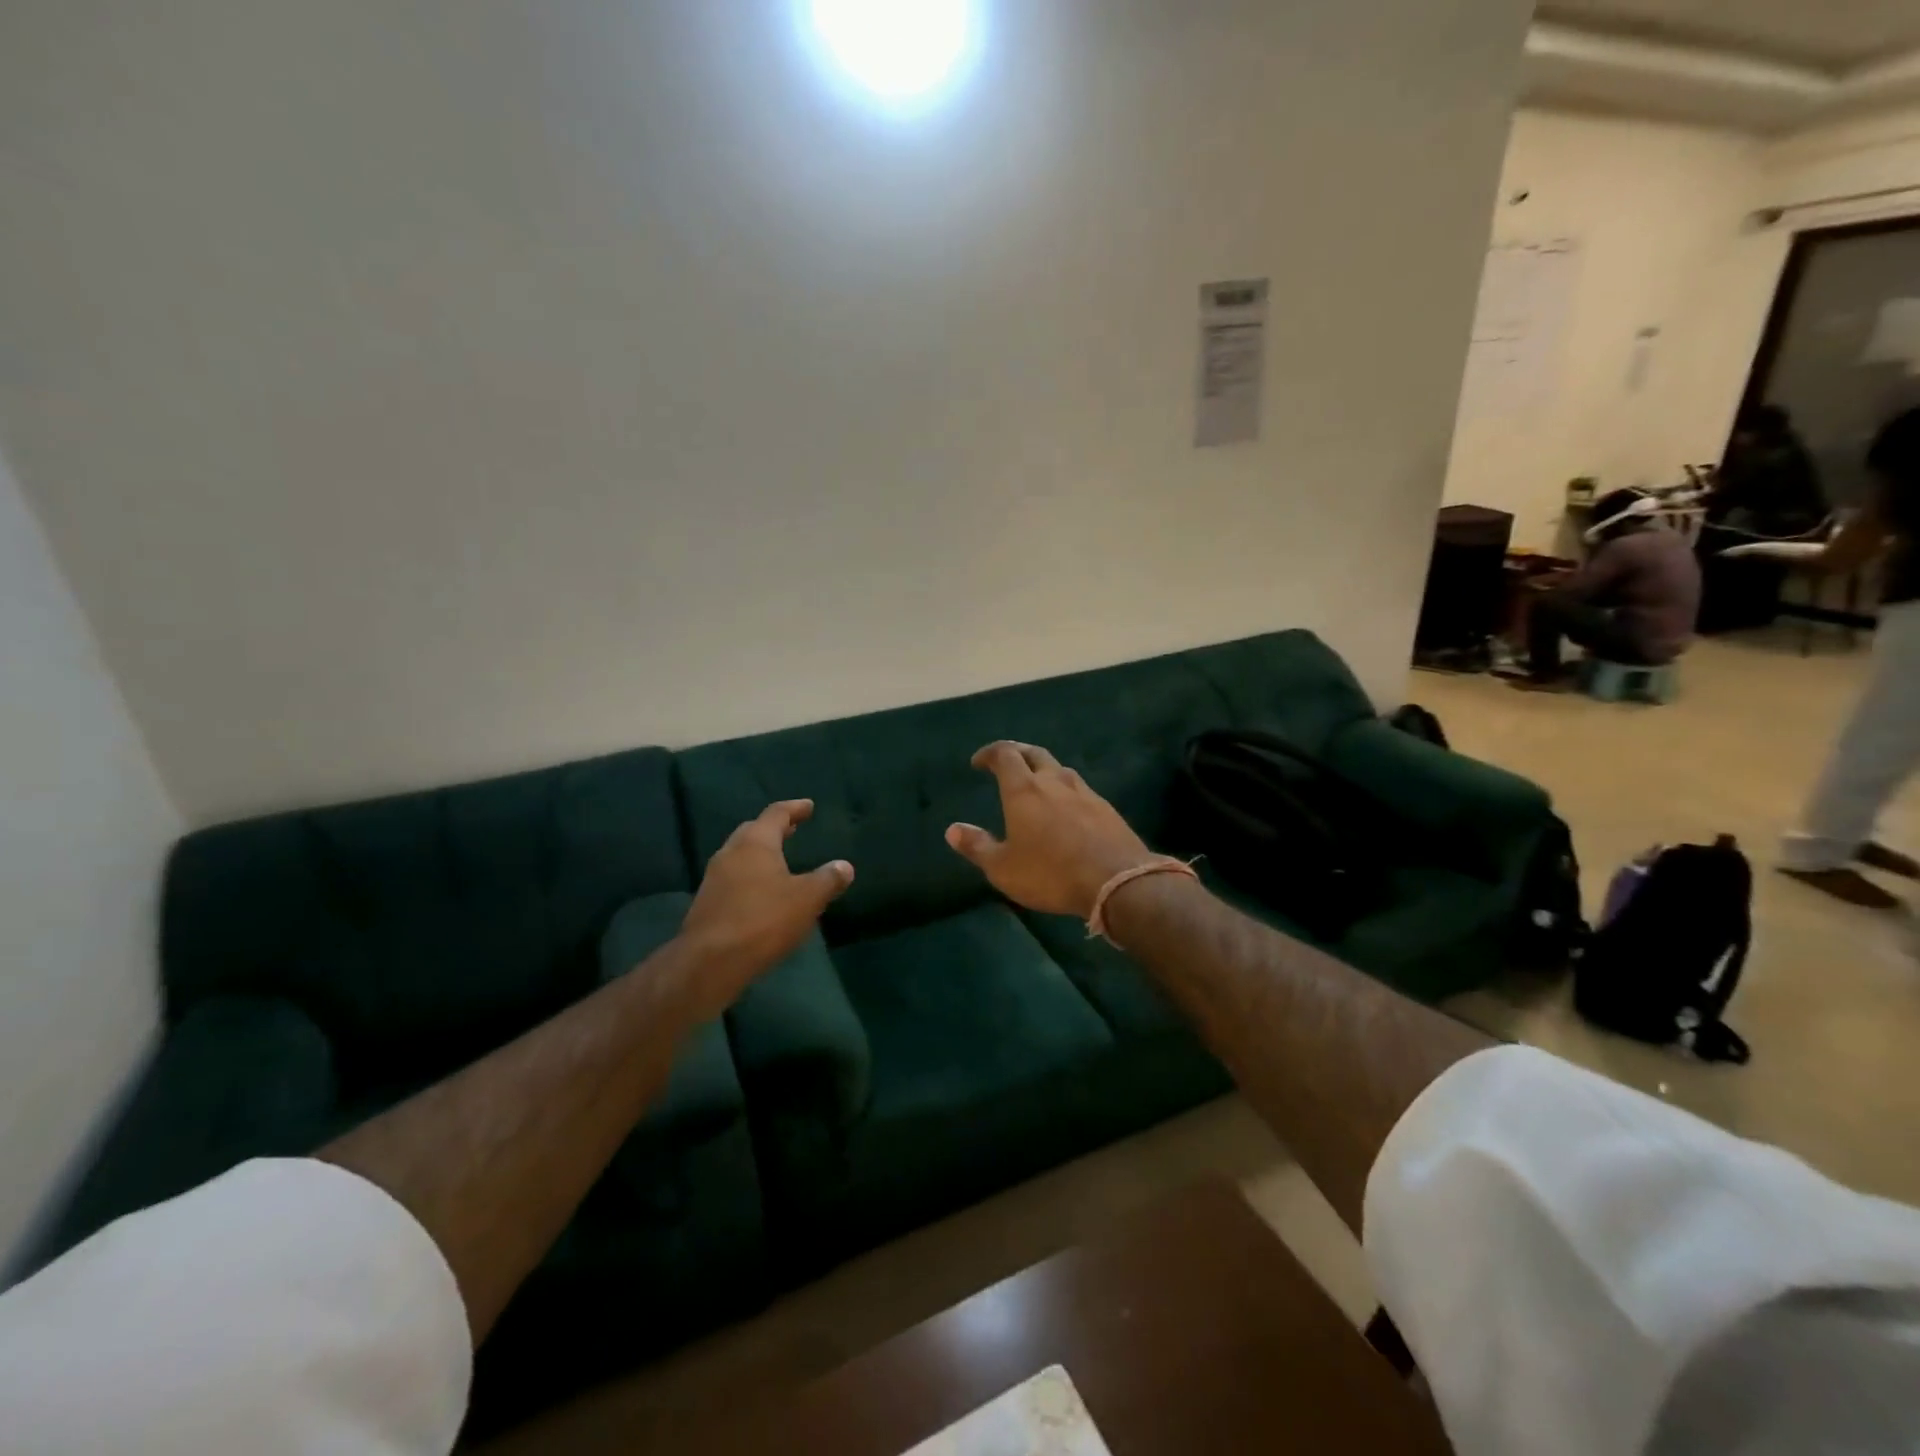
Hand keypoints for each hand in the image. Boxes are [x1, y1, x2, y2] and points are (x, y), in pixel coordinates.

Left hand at [676, 800, 852, 1016]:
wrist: (710, 963)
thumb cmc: (763, 920)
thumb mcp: (807, 899)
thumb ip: (828, 879)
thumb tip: (845, 866)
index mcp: (755, 843)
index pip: (776, 814)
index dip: (794, 809)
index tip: (808, 806)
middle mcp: (730, 853)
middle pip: (753, 831)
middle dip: (774, 829)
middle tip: (792, 830)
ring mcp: (714, 878)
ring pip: (740, 855)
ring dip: (760, 853)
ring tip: (779, 861)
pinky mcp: (707, 903)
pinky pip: (733, 878)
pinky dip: (750, 876)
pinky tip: (762, 892)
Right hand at [946, 742, 1154, 919]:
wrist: (1117, 881)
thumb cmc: (1051, 874)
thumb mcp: (1003, 868)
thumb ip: (977, 846)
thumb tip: (952, 829)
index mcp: (1024, 790)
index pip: (1004, 755)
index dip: (989, 753)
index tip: (978, 762)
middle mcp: (1054, 781)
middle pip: (1034, 753)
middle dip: (1016, 753)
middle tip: (1005, 762)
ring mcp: (1083, 792)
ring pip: (1059, 768)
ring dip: (1043, 770)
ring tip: (1035, 784)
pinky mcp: (1105, 807)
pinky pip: (1079, 788)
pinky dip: (1064, 790)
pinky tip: (1065, 808)